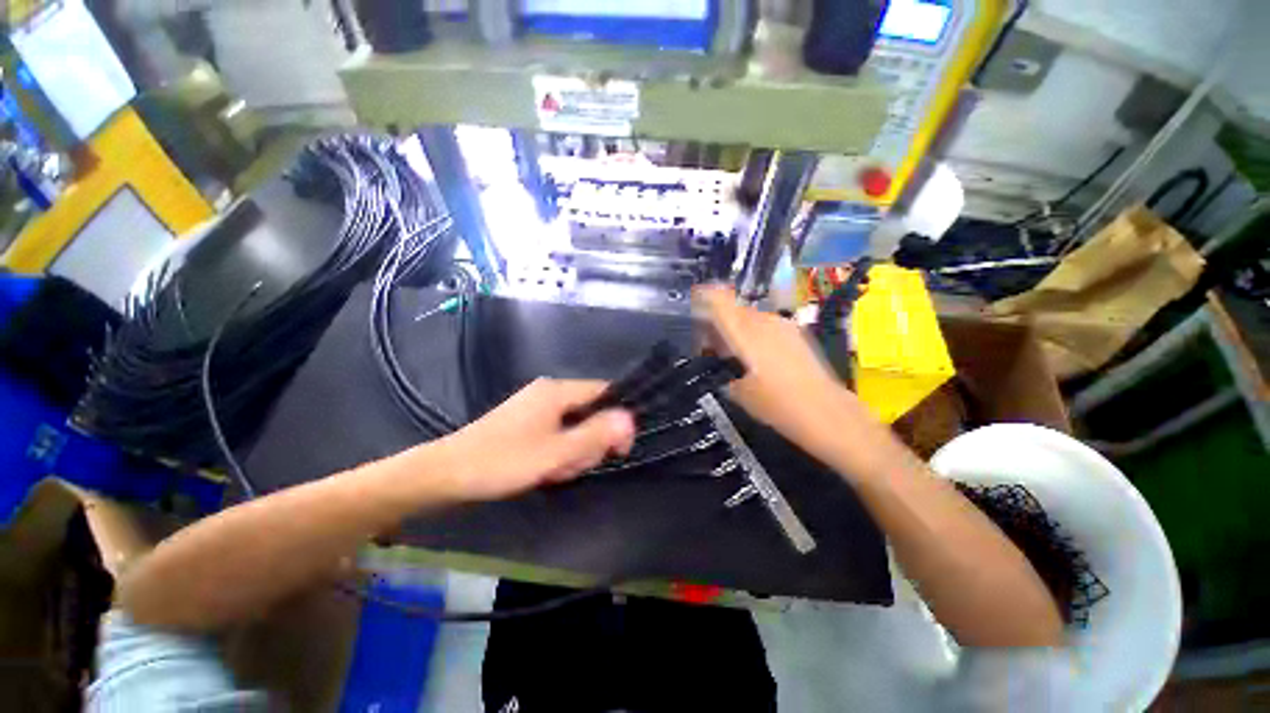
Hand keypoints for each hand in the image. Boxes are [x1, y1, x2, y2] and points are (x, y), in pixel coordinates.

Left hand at [436, 379, 635, 501]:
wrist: (446, 474)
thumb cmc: (504, 461)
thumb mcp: (556, 453)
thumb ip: (596, 434)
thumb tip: (630, 418)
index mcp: (557, 391)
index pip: (604, 392)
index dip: (618, 417)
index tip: (618, 448)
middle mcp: (549, 392)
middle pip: (590, 410)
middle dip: (589, 441)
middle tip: (572, 465)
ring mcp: (536, 407)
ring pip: (574, 425)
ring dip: (573, 450)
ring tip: (555, 471)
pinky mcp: (527, 422)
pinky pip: (557, 432)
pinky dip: (558, 451)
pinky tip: (546, 469)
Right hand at [693, 285, 874, 465]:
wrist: (828, 414)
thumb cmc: (778, 406)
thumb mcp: (739, 394)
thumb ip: (724, 372)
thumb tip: (721, 364)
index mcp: (745, 333)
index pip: (720, 302)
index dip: (704, 296)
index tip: (693, 300)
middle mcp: (764, 322)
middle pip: (734, 309)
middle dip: (718, 320)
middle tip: (710, 343)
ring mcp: (783, 326)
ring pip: (751, 317)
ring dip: (737, 328)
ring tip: (733, 353)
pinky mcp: (797, 334)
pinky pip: (767, 325)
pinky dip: (754, 334)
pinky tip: (757, 357)